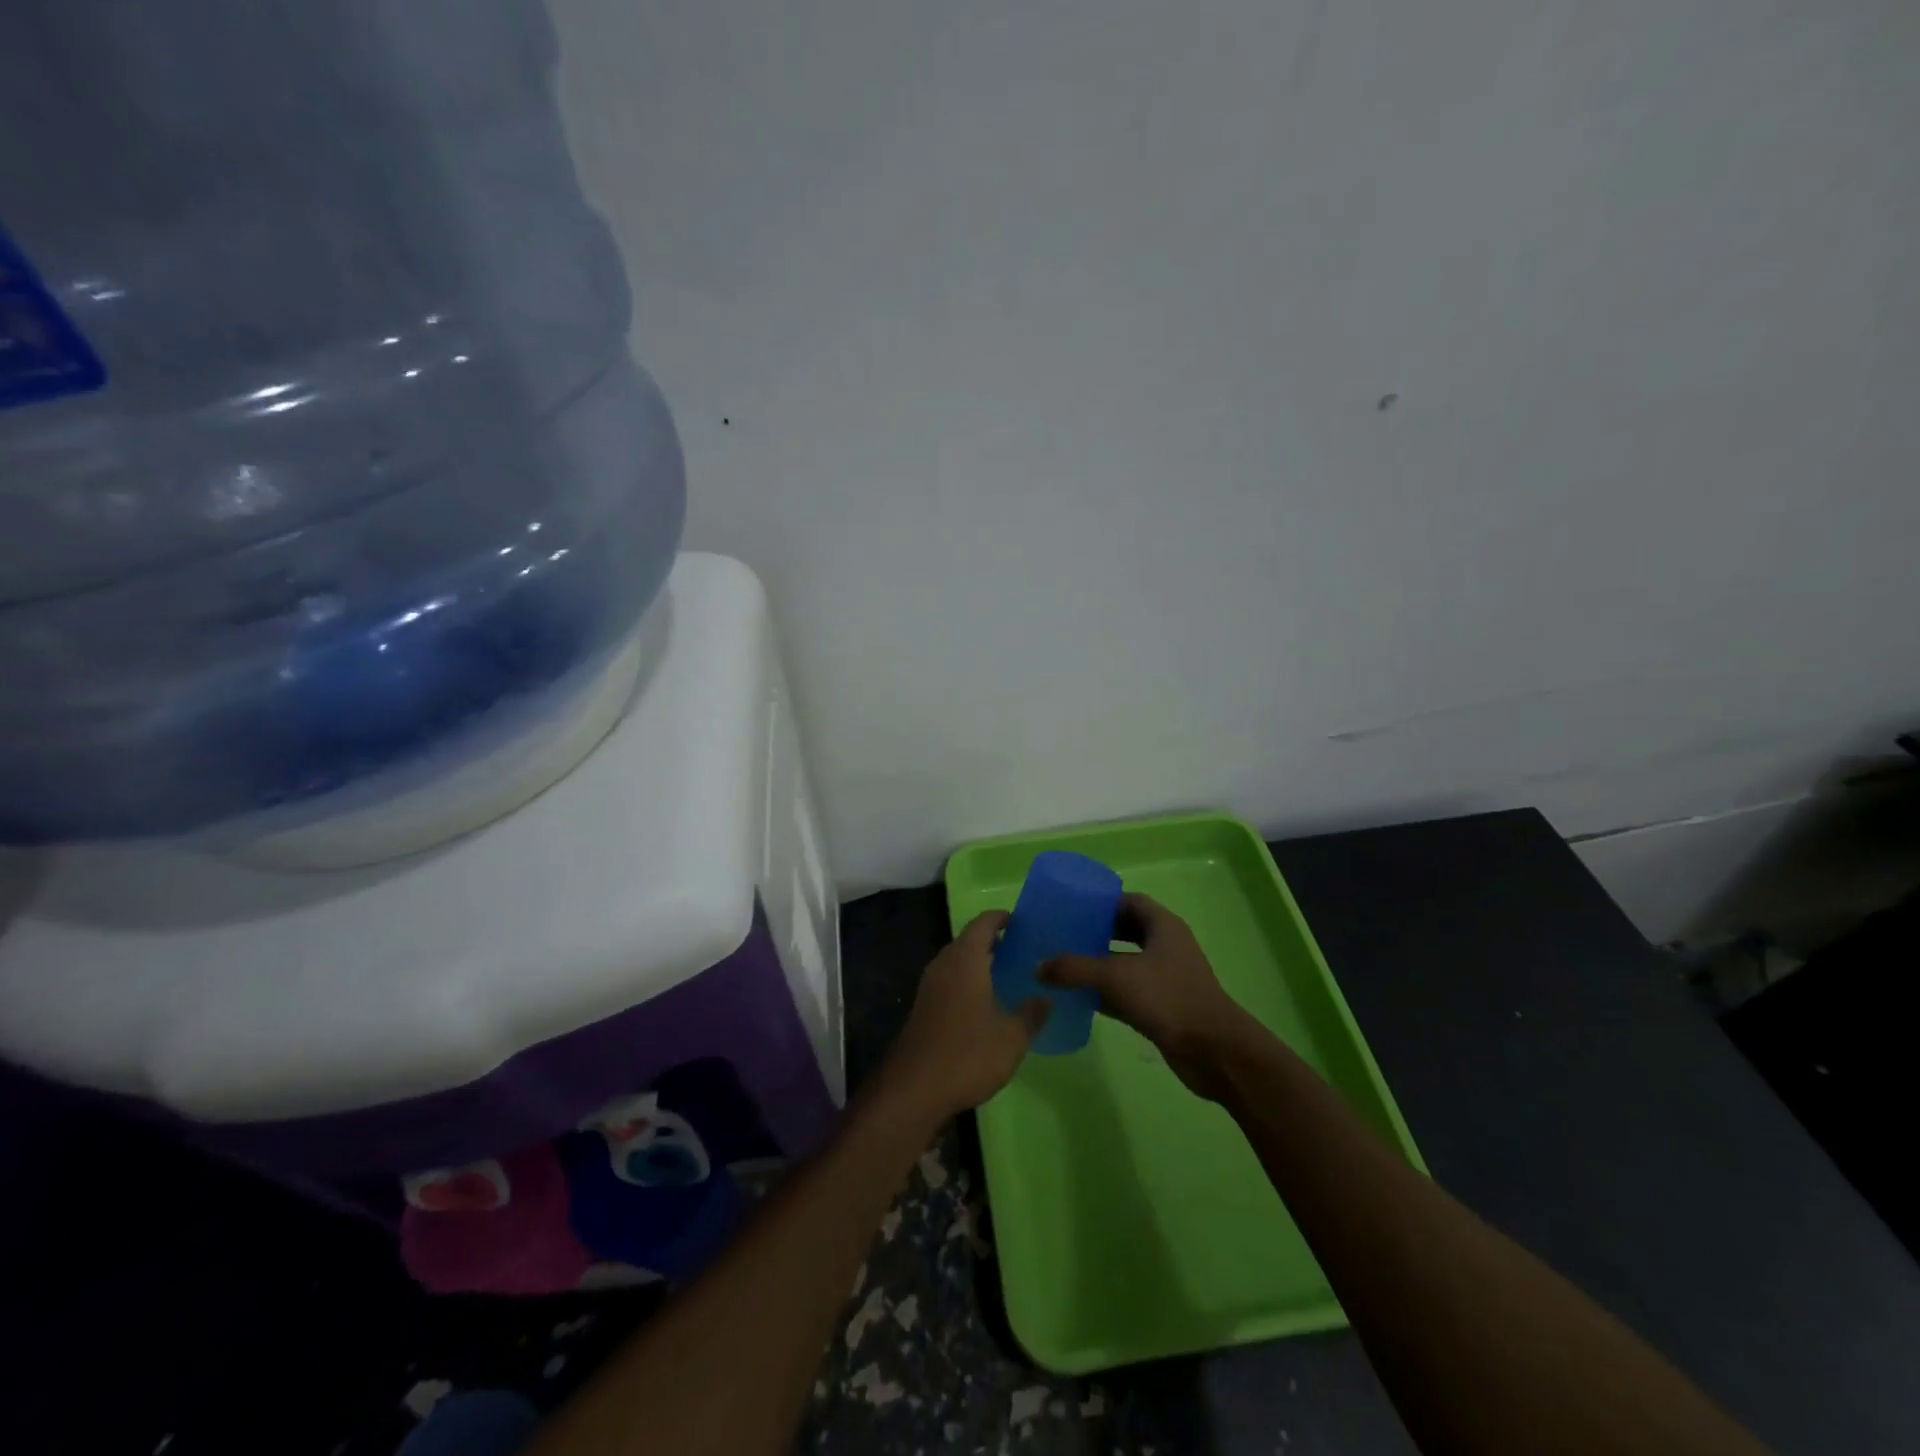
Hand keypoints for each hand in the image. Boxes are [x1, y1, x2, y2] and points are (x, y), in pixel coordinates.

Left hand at [874, 911, 1046, 1127]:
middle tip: (1020, 951)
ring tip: (1006, 975)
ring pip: (957, 961)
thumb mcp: (1012, 1037)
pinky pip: (949, 980)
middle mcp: (944, 964)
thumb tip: (1045, 998)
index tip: (1020, 922)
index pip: (982, 923)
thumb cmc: (968, 1054)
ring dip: (978, 962)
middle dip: (992, 941)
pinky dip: (967, 981)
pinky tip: (984, 1003)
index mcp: (965, 959)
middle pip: (968, 940)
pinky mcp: (923, 1007)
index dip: (1000, 918)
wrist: (914, 1088)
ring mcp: (929, 986)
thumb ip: (1031, 1014)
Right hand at [1041, 893, 1258, 1099]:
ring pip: (1126, 962)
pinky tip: (1079, 998)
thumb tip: (1038, 966)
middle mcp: (1166, 946)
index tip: (1072, 908)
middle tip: (1063, 935)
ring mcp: (1166, 977)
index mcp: (1163, 926)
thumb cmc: (1168, 998)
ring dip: (1099, 963)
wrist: (1213, 1051)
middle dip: (1096, 932)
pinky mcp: (1162, 1006)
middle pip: (1126, 930)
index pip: (1130, 901)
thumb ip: (1075, 969)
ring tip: (1063, 964)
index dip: (1102, 902)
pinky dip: (1106, 992)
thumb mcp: (1116, 977)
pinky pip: (1128, 991)